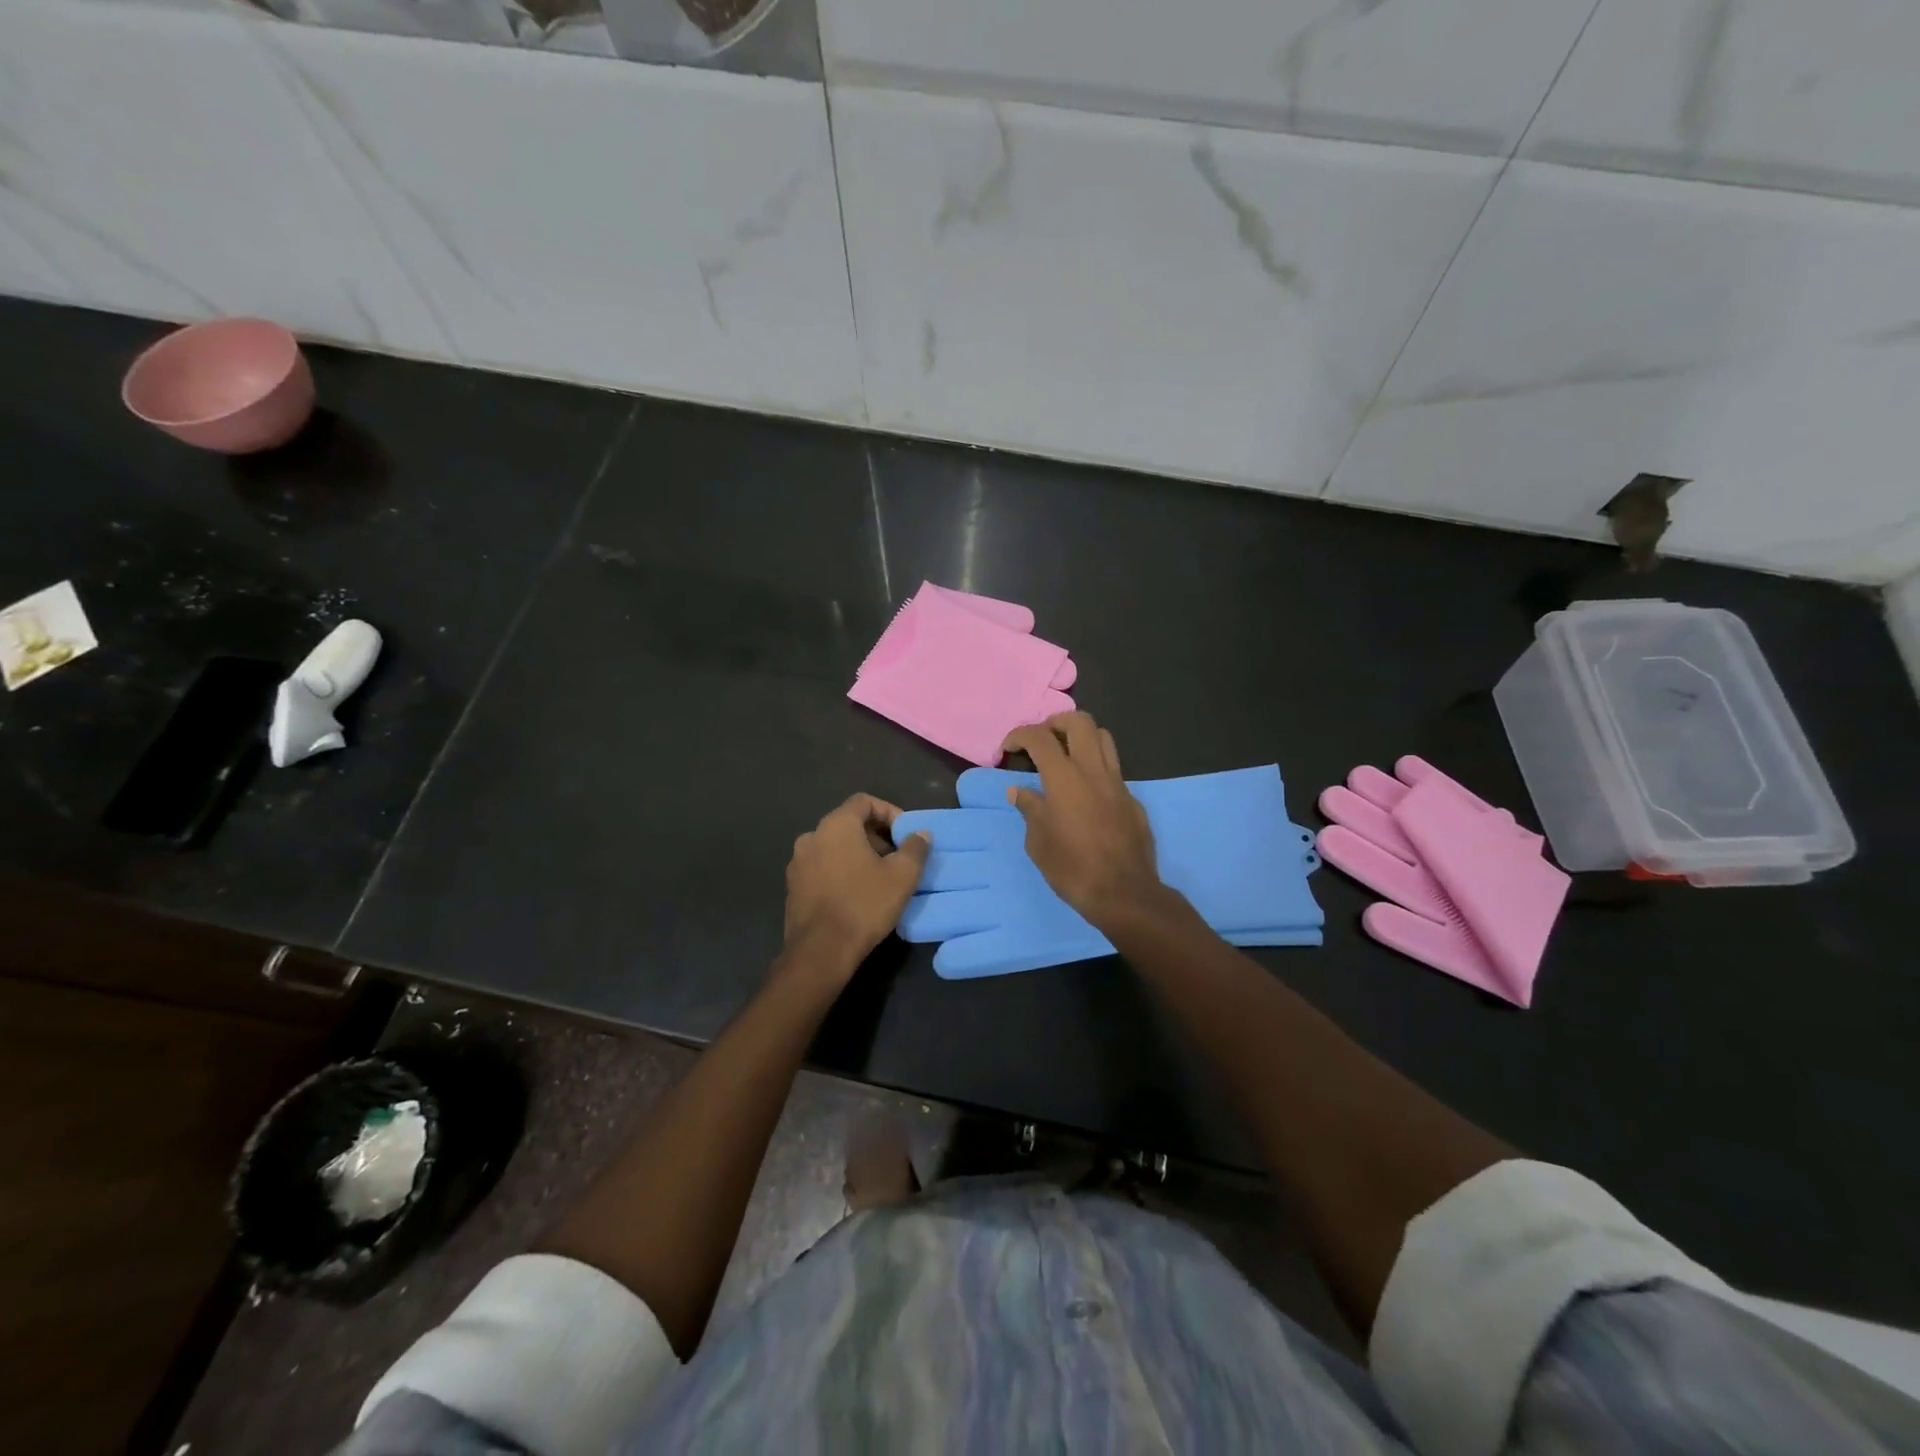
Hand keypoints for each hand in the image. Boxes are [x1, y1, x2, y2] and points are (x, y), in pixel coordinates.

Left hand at [782, 794, 930, 980]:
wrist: (820, 952)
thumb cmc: (864, 905)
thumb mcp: (902, 876)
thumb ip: (915, 848)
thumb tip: (921, 834)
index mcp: (836, 825)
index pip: (864, 801)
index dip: (889, 812)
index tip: (905, 835)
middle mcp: (811, 836)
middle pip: (849, 823)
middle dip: (876, 836)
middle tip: (898, 858)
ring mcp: (798, 862)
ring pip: (834, 847)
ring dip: (858, 855)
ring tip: (880, 878)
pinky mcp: (793, 887)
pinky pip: (822, 867)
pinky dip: (841, 871)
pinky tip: (857, 894)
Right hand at [1001, 713, 1166, 929]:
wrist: (1124, 893)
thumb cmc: (1072, 868)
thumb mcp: (1038, 842)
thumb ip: (1030, 809)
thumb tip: (1019, 792)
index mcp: (1064, 778)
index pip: (1040, 738)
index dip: (1020, 735)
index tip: (1008, 749)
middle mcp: (1093, 771)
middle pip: (1080, 722)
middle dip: (1056, 723)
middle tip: (1042, 741)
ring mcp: (1118, 783)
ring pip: (1104, 738)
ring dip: (1082, 738)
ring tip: (1066, 756)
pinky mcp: (1132, 799)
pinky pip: (1114, 769)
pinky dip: (1096, 768)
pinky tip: (1086, 793)